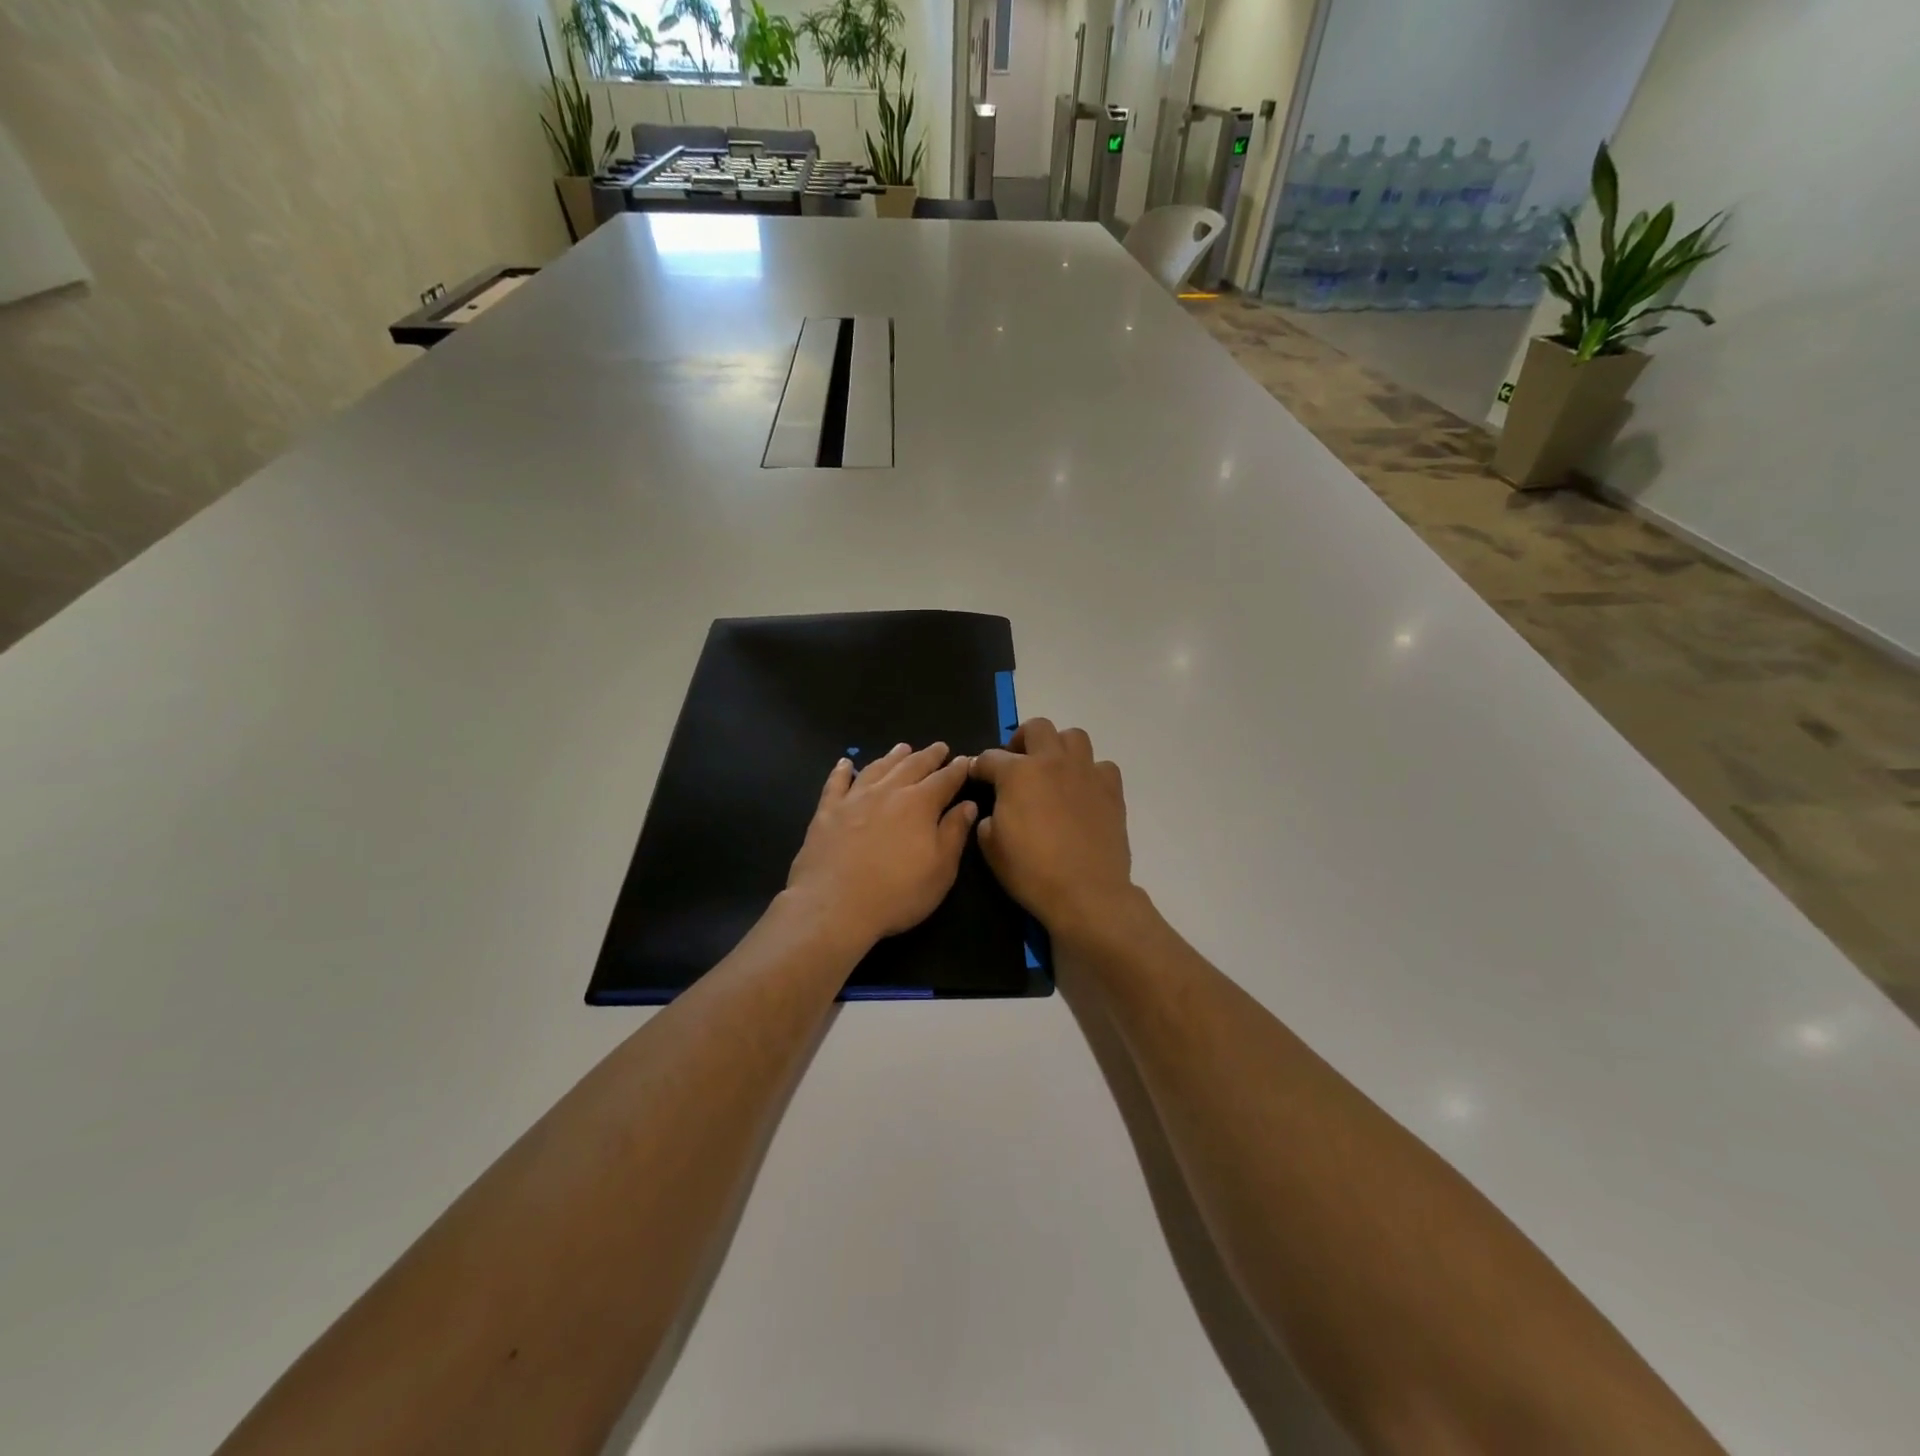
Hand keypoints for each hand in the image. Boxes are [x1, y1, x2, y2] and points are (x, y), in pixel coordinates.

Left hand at [785, 742, 977, 951]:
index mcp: (919, 804)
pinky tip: (846, 763)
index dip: (957, 769)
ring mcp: (854, 798)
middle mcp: (888, 792)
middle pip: (912, 766)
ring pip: (878, 767)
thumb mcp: (940, 870)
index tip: (965, 760)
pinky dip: (843, 770)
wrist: (834, 906)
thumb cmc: (897, 893)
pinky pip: (836, 782)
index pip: (945, 780)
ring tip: (903, 748)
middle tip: (939, 747)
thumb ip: (954, 833)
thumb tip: (968, 805)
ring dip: (893, 757)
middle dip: (929, 756)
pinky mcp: (827, 811)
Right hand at [970, 719, 1135, 938]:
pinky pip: (1101, 766)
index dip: (979, 766)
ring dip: (1059, 747)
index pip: (990, 758)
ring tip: (1053, 769)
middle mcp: (1053, 762)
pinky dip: (1090, 772)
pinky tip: (1083, 790)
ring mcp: (1086, 772)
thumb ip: (988, 820)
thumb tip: (996, 812)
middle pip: (1037, 728)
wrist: (1086, 893)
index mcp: (1018, 773)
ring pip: (1074, 737)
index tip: (976, 775)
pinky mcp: (1112, 789)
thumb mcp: (991, 848)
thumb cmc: (1032, 872)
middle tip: (1017, 762)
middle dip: (1022, 739)